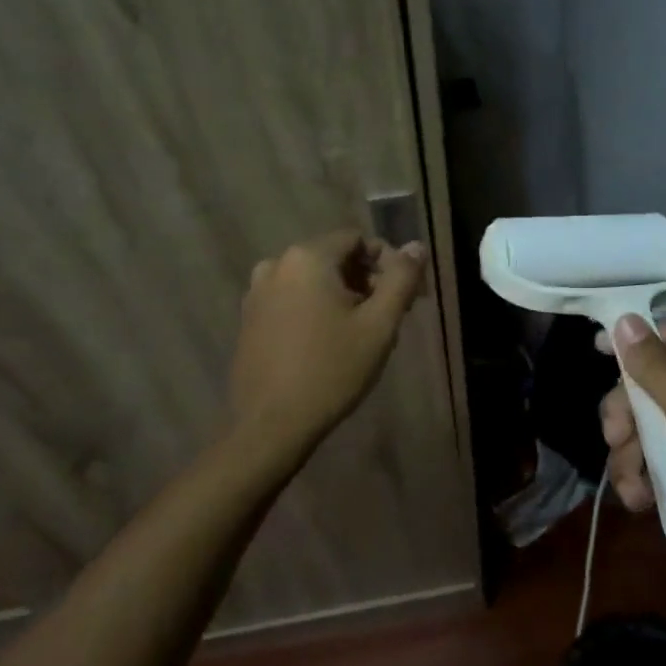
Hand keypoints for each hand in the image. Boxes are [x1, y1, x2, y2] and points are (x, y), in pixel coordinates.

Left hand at [228, 231, 428, 453]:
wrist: (271, 425)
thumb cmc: (331, 370)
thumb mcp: (379, 325)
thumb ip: (401, 279)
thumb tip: (417, 246)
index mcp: (307, 258)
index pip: (358, 239)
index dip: (388, 263)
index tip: (406, 296)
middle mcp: (276, 264)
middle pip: (335, 258)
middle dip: (367, 281)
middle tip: (389, 318)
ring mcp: (257, 293)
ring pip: (314, 280)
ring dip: (343, 296)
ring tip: (362, 334)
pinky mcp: (249, 319)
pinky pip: (292, 299)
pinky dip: (316, 309)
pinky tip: (329, 343)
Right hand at [599, 318, 665, 609]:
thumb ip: (656, 369)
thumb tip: (625, 319)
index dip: (634, 341)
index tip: (596, 349)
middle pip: (650, 388)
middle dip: (626, 414)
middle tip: (616, 438)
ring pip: (646, 431)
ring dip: (629, 456)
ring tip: (634, 486)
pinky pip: (655, 466)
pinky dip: (643, 481)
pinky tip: (642, 503)